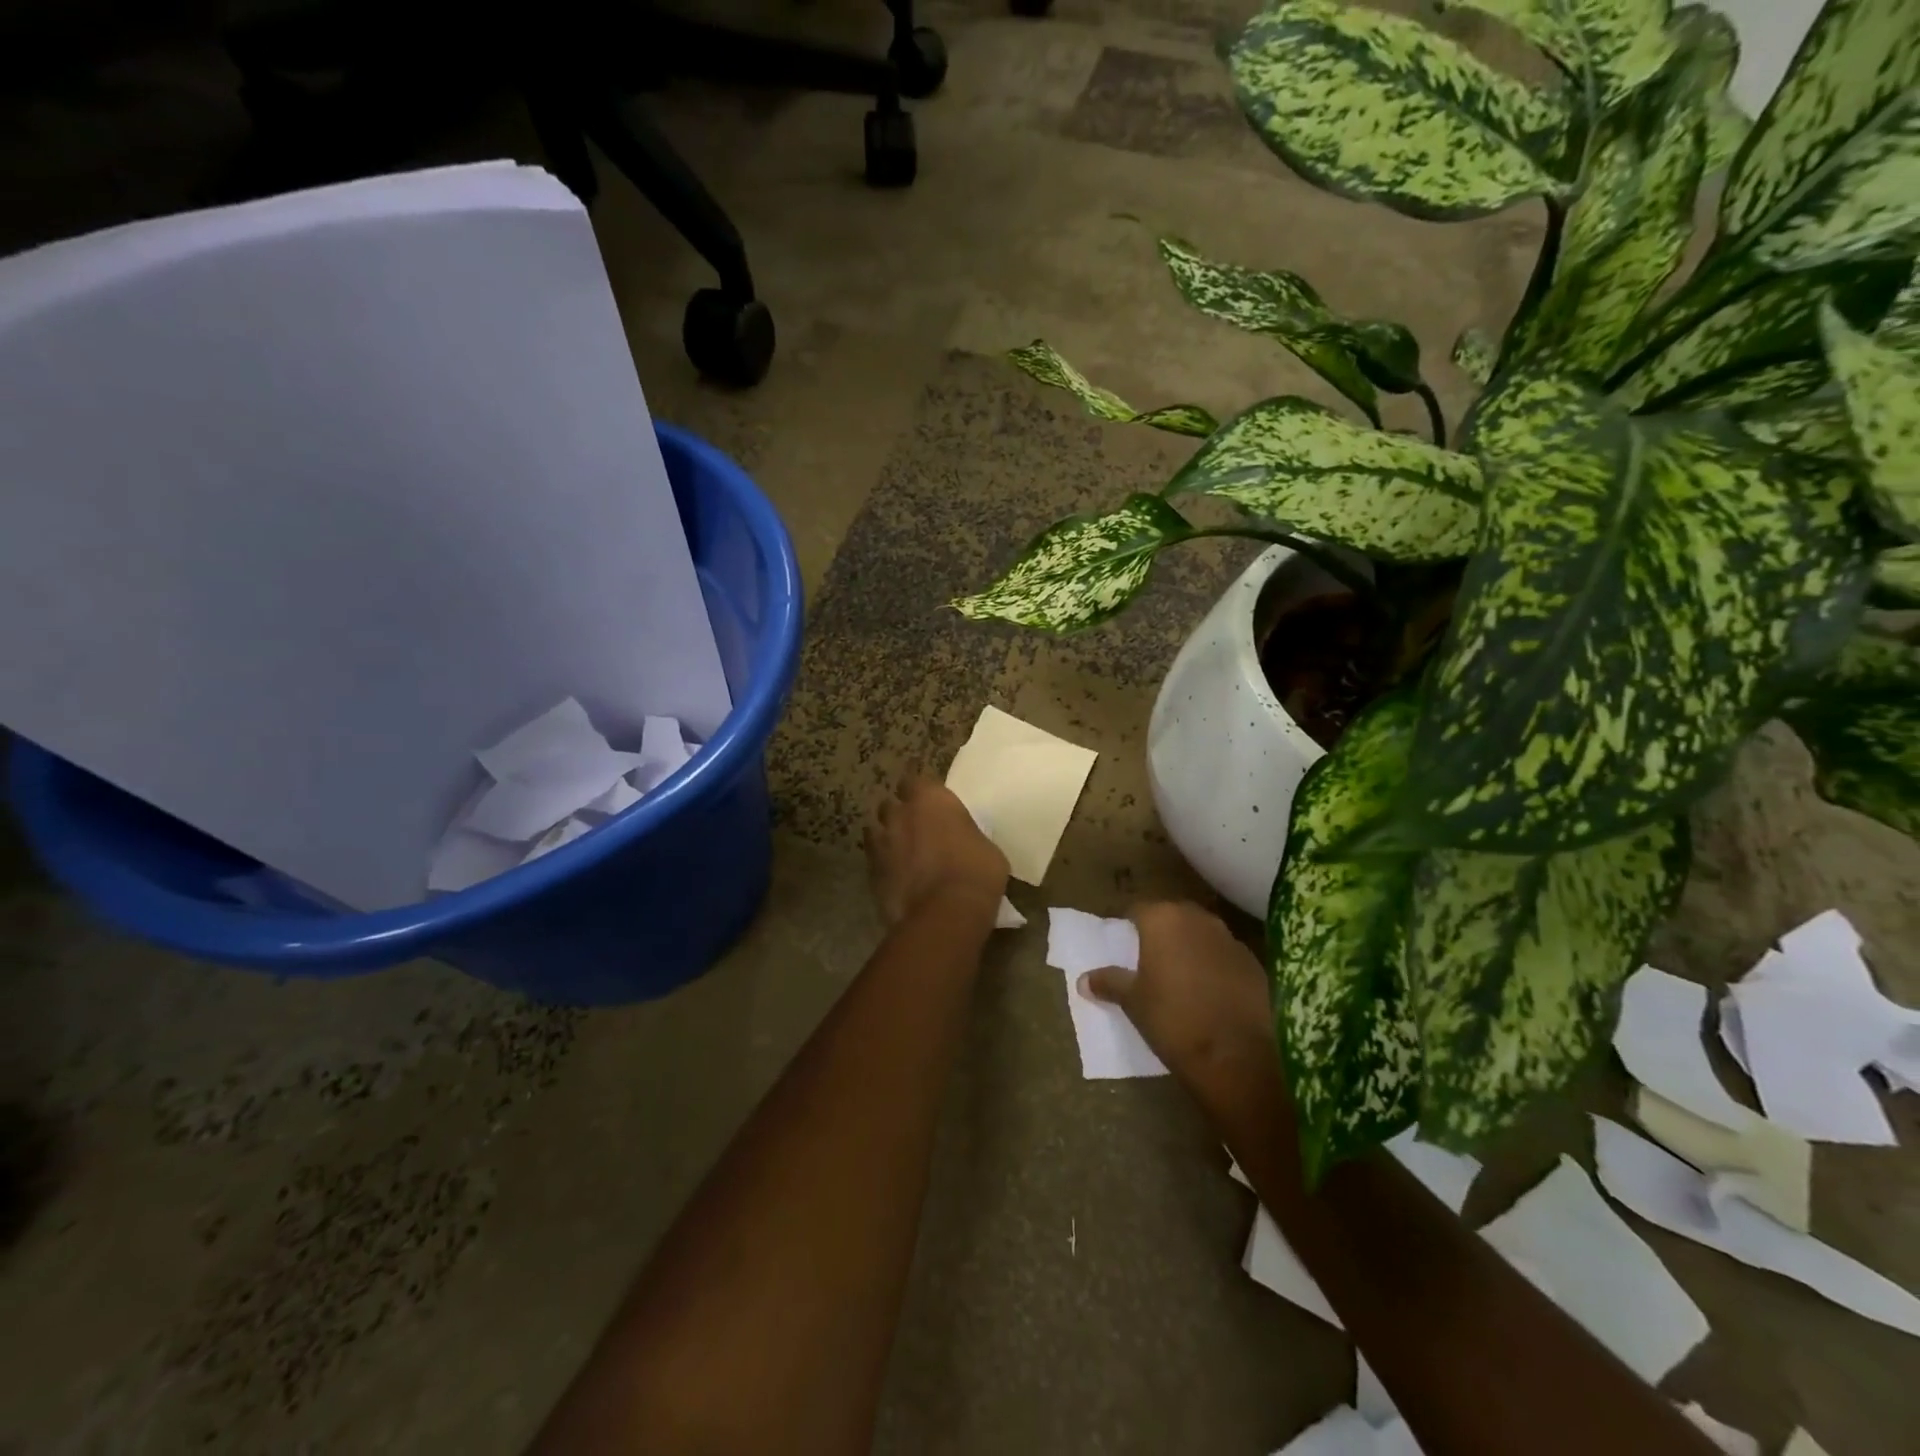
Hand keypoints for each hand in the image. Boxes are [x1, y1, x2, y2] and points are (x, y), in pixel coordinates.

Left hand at [864, 775, 1008, 925]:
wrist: (946, 914)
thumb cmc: (977, 872)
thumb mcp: (985, 846)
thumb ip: (966, 835)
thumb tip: (963, 841)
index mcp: (931, 799)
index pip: (915, 779)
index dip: (920, 790)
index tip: (928, 799)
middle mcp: (901, 814)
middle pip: (891, 803)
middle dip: (899, 812)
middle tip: (914, 826)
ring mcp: (881, 842)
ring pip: (875, 829)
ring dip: (885, 835)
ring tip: (899, 849)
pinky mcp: (870, 872)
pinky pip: (873, 859)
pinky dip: (882, 863)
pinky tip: (894, 874)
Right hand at [1080, 902, 1278, 1105]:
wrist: (1240, 1056)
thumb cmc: (1174, 1019)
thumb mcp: (1134, 1002)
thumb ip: (1110, 982)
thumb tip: (1084, 979)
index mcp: (1164, 920)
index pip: (1138, 909)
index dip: (1128, 924)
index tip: (1121, 941)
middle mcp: (1198, 919)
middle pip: (1173, 916)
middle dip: (1161, 932)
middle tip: (1148, 957)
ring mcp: (1231, 939)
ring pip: (1202, 934)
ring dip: (1190, 947)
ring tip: (1179, 975)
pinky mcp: (1255, 964)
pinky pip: (1225, 956)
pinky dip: (1215, 966)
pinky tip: (1210, 991)